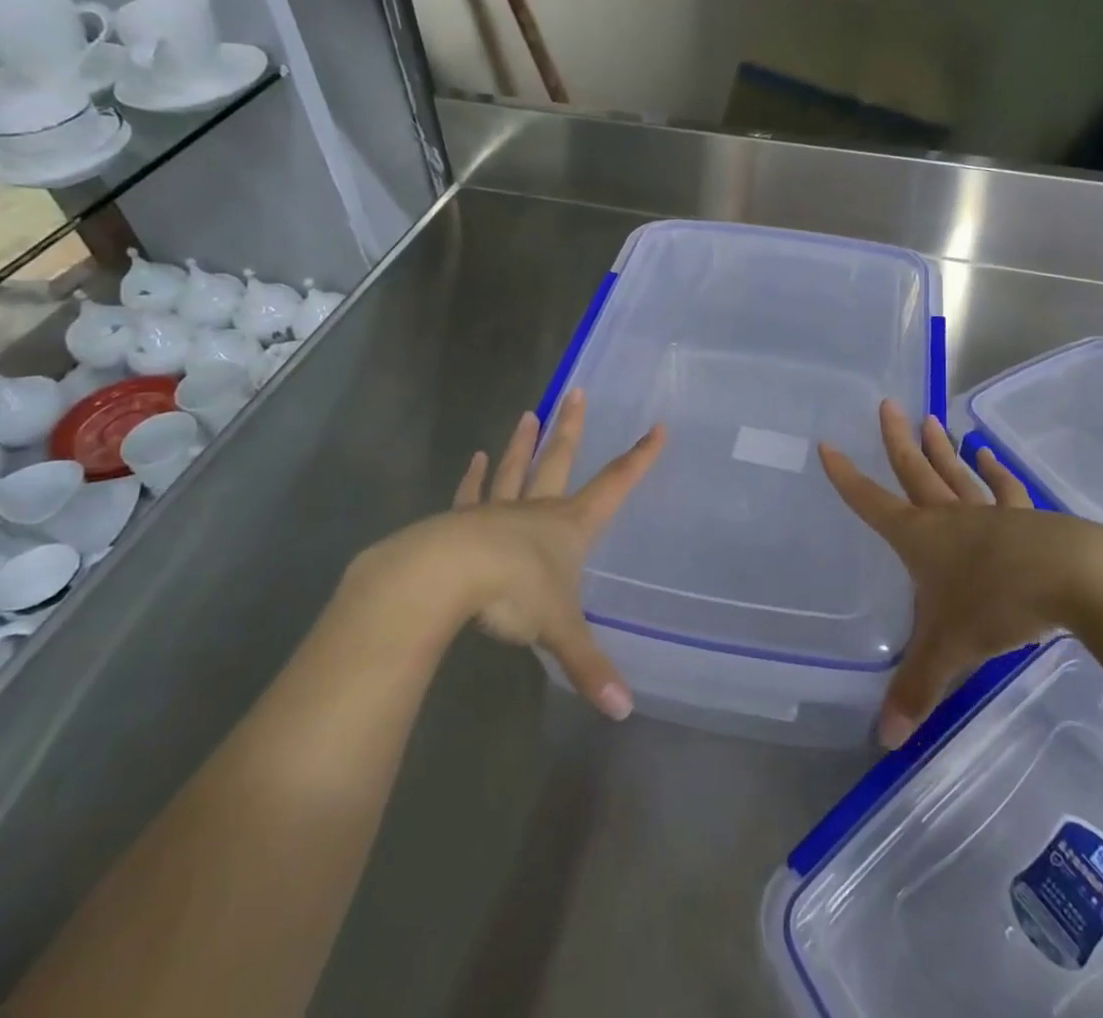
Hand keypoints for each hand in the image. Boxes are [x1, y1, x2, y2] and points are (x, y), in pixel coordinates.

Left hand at [369, 390, 663, 720]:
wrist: (445, 577)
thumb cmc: (513, 594)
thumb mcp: (558, 630)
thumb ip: (589, 667)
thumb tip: (623, 712)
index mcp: (569, 526)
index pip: (615, 485)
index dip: (639, 458)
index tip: (657, 428)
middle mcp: (537, 509)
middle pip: (560, 459)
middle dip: (572, 428)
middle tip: (576, 392)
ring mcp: (498, 511)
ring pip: (516, 468)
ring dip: (523, 442)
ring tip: (528, 413)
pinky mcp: (462, 520)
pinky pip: (472, 493)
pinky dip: (475, 476)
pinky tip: (475, 458)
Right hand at [820, 400, 1102, 748]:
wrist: (1076, 580)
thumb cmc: (998, 605)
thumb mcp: (950, 651)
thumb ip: (917, 690)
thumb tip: (885, 741)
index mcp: (920, 538)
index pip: (871, 503)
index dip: (847, 477)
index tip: (828, 446)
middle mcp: (949, 517)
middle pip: (915, 471)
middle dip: (896, 440)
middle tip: (886, 404)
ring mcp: (990, 513)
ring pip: (956, 472)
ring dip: (941, 448)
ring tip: (931, 419)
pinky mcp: (1027, 518)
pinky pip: (1005, 487)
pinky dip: (995, 470)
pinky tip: (989, 453)